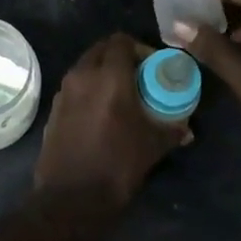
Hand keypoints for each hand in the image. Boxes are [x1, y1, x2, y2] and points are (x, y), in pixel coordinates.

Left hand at [35, 33, 187, 213]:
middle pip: (101, 49)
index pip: (121, 41)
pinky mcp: (54, 107)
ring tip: (120, 95)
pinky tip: (100, 113)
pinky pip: (75, 85)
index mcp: (109, 76)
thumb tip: (186, 128)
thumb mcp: (151, 147)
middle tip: (138, 77)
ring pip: (86, 66)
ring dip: (102, 72)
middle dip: (120, 56)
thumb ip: (171, 130)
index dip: (139, 48)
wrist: (70, 199)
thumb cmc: (116, 166)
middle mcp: (83, 75)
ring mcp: (64, 90)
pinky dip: (88, 88)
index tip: (152, 66)